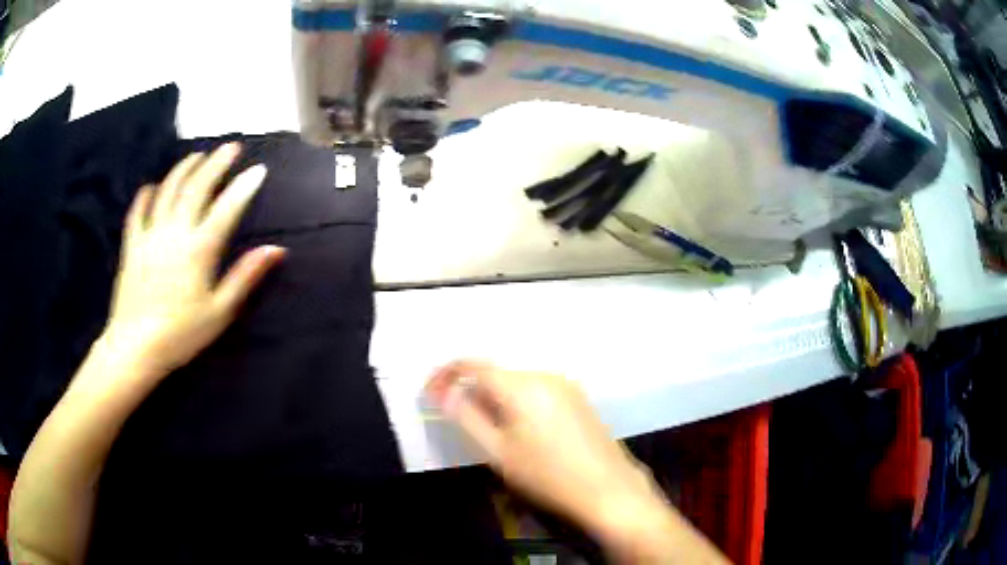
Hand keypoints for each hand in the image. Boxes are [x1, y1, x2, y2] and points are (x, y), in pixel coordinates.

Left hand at [100, 143, 284, 380]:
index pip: (227, 208)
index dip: (244, 187)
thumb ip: (245, 276)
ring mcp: (151, 234)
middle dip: (216, 163)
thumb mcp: (220, 311)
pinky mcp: (132, 244)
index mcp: (200, 249)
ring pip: (168, 190)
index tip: (258, 170)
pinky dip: (146, 194)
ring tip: (197, 156)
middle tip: (231, 147)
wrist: (136, 347)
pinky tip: (153, 186)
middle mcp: (175, 232)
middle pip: (197, 187)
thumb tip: (276, 249)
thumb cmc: (181, 334)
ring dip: (184, 168)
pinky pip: (138, 211)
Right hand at [425, 361, 665, 539]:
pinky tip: (519, 429)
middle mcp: (545, 376)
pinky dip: (517, 402)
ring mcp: (566, 386)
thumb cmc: (548, 476)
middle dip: (471, 390)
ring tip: (487, 429)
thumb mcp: (499, 452)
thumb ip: (467, 417)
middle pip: (496, 374)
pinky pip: (537, 391)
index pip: (473, 366)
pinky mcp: (578, 398)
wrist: (608, 489)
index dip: (446, 375)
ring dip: (494, 397)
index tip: (430, 393)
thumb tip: (445, 393)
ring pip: (516, 383)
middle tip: (457, 417)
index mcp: (522, 386)